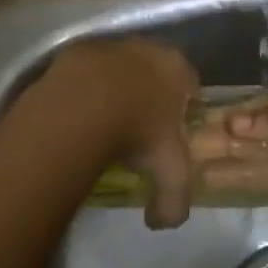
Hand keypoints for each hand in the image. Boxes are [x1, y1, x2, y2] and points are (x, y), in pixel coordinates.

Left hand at [36, 39, 198, 228]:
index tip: (171, 133)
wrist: (82, 106)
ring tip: (103, 121)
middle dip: (149, 95)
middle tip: (138, 128)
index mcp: (177, 69)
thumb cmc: (137, 133)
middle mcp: (148, 48)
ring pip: (119, 68)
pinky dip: (85, 89)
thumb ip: (174, 202)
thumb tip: (162, 222)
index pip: (191, 85)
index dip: (183, 109)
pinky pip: (86, 72)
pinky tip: (78, 113)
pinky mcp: (77, 50)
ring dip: (115, 88)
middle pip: (154, 71)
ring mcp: (110, 45)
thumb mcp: (168, 173)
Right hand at [190, 85, 267, 229]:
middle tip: (185, 156)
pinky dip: (260, 195)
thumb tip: (232, 125)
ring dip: (236, 173)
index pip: (263, 113)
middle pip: (262, 143)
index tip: (196, 126)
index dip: (232, 120)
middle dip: (227, 149)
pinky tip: (230, 194)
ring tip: (197, 177)